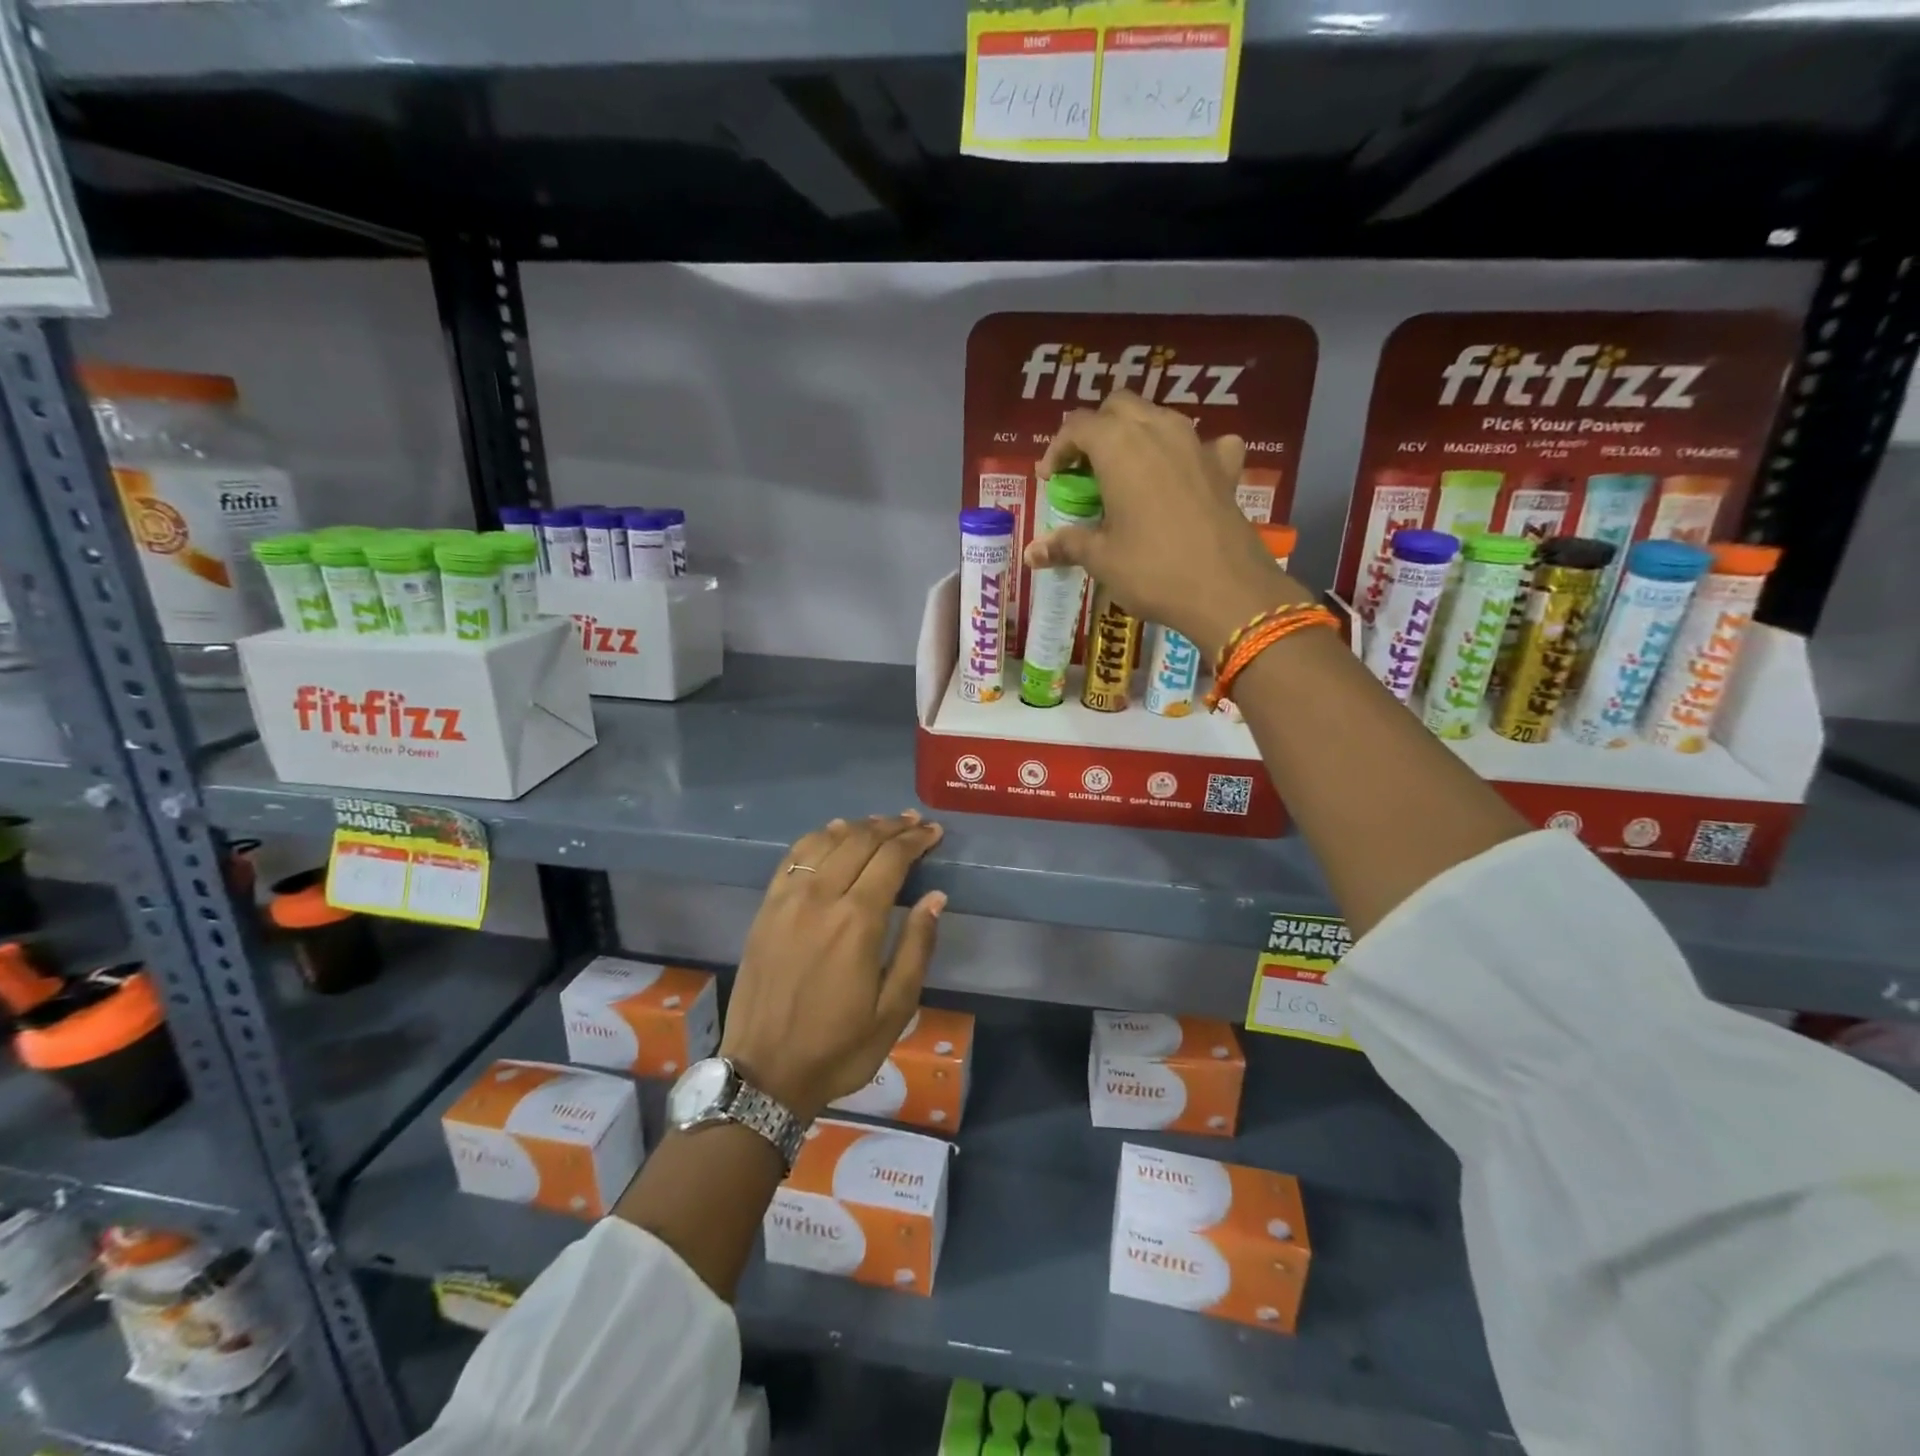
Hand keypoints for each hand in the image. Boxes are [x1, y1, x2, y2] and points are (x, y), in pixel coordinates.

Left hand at [720, 812, 945, 1122]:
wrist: (764, 1073)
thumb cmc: (839, 1048)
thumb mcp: (894, 1010)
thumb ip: (916, 947)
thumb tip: (936, 897)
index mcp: (856, 922)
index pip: (891, 859)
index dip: (915, 840)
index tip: (934, 832)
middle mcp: (820, 898)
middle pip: (860, 841)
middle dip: (892, 827)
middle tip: (914, 823)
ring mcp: (787, 900)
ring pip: (826, 841)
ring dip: (858, 826)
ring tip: (882, 825)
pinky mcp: (766, 908)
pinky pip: (794, 856)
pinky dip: (819, 837)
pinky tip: (834, 834)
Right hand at [1026, 390, 1314, 658]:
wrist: (1226, 590)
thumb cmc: (1152, 570)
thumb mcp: (1101, 559)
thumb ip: (1066, 545)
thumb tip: (1030, 553)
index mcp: (1120, 446)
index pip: (1078, 425)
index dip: (1058, 449)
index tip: (1050, 479)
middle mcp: (1159, 430)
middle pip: (1120, 407)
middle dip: (1096, 430)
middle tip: (1084, 469)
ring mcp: (1197, 444)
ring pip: (1160, 417)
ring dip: (1137, 435)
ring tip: (1125, 472)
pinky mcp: (1225, 467)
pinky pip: (1205, 443)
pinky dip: (1188, 452)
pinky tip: (1183, 476)